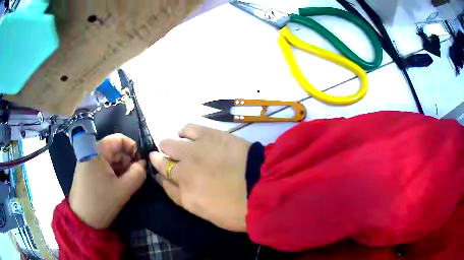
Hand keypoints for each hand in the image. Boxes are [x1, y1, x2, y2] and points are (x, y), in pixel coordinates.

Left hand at [69, 134, 145, 228]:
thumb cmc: (101, 202)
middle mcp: (91, 152)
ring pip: (110, 160)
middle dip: (128, 162)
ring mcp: (88, 162)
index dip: (133, 148)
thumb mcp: (123, 189)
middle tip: (138, 177)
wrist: (83, 221)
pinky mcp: (87, 172)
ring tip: (130, 184)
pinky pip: (104, 168)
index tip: (142, 164)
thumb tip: (144, 164)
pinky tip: (120, 187)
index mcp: (97, 150)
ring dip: (122, 170)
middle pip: (115, 150)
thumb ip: (138, 174)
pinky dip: (114, 174)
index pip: (119, 139)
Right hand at [150, 124, 250, 231]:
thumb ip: (189, 199)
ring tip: (178, 146)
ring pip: (168, 144)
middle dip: (160, 159)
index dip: (161, 177)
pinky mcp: (208, 136)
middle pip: (161, 162)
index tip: (160, 172)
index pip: (163, 183)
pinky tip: (187, 135)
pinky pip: (187, 128)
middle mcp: (183, 173)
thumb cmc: (240, 209)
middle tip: (167, 157)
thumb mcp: (209, 214)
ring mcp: (194, 152)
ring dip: (169, 146)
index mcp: (185, 196)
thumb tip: (176, 185)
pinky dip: (184, 132)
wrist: (264, 187)